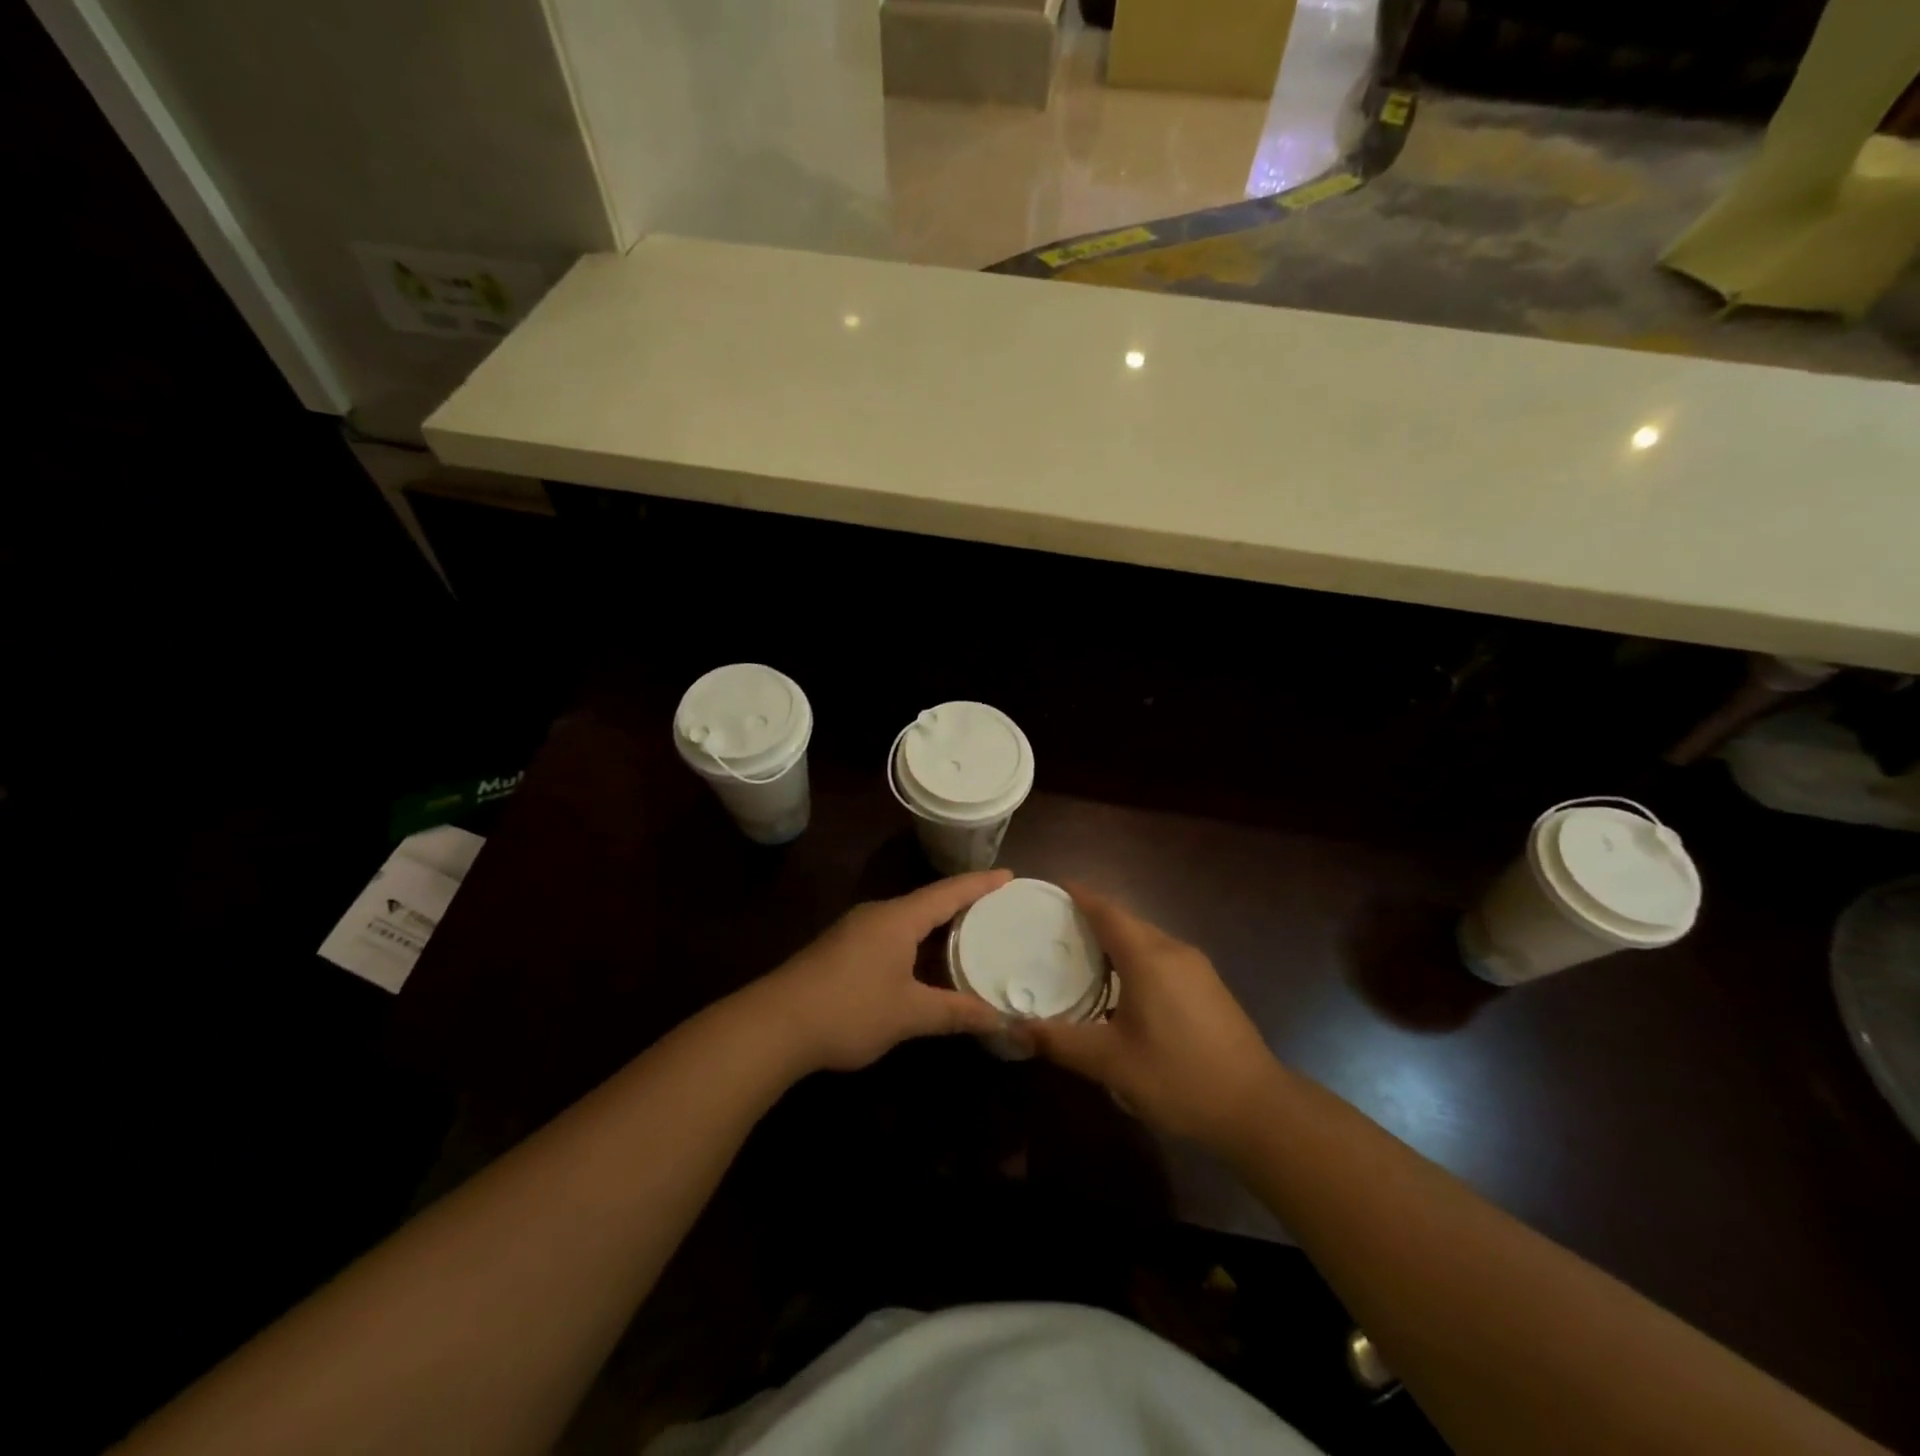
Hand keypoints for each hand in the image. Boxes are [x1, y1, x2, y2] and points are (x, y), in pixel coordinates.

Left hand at [759, 871, 1011, 1072]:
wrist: (774, 1025)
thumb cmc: (850, 1009)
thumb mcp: (909, 1014)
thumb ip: (955, 1012)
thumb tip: (1000, 1019)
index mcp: (898, 918)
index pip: (949, 892)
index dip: (981, 884)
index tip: (1010, 874)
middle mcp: (877, 915)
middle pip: (928, 902)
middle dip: (961, 904)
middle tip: (996, 909)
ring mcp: (854, 931)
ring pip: (906, 920)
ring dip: (936, 925)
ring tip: (966, 934)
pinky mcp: (839, 950)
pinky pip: (889, 935)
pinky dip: (915, 941)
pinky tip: (921, 963)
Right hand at [1023, 885, 1278, 1151]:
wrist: (1257, 1108)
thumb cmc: (1179, 1078)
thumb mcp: (1111, 1063)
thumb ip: (1061, 1041)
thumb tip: (1015, 1027)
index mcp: (1148, 957)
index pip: (1107, 911)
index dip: (1080, 895)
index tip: (1053, 887)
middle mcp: (1173, 951)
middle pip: (1127, 921)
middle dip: (1093, 918)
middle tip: (1055, 928)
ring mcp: (1197, 968)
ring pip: (1147, 939)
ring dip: (1115, 940)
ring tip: (1081, 955)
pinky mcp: (1209, 987)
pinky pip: (1162, 956)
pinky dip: (1135, 957)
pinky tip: (1122, 987)